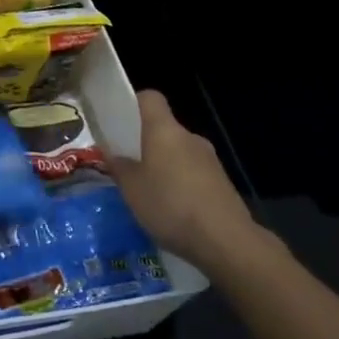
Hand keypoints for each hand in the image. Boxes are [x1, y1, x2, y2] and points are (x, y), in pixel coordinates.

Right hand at [108, 90, 259, 271]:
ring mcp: (210, 160)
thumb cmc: (170, 204)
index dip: (133, 104)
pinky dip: (181, 184)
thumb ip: (119, 167)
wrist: (225, 240)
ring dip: (164, 166)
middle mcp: (190, 137)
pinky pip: (193, 174)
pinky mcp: (222, 183)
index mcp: (165, 130)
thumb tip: (113, 154)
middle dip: (145, 143)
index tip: (118, 122)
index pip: (150, 98)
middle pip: (164, 129)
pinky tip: (172, 210)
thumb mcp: (131, 188)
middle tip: (127, 165)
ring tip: (147, 193)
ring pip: (179, 153)